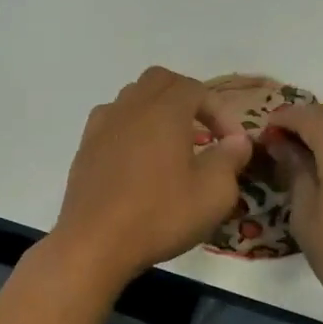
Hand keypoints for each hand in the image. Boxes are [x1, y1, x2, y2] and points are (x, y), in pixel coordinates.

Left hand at [51, 67, 253, 287]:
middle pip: (160, 81)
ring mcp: (102, 125)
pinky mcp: (85, 147)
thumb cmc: (159, 215)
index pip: (197, 89)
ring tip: (172, 143)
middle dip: (187, 98)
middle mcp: (130, 107)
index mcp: (164, 111)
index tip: (232, 144)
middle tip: (203, 130)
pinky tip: (139, 159)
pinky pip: (112, 120)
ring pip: (133, 97)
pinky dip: (132, 128)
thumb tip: (237, 140)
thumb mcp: (213, 194)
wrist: (94, 242)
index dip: (220, 112)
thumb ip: (230, 159)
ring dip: (157, 110)